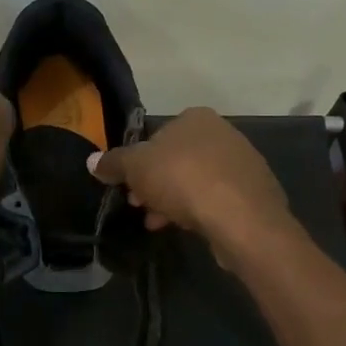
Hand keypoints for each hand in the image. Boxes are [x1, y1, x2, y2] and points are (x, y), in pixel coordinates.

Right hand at [88, 107, 292, 264]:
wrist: (241, 217)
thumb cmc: (183, 180)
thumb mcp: (135, 168)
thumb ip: (113, 163)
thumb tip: (92, 160)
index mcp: (195, 118)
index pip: (157, 135)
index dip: (138, 162)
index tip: (128, 186)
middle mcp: (223, 132)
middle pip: (176, 160)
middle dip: (155, 184)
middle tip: (140, 206)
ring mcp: (243, 162)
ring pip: (196, 181)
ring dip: (173, 200)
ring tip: (158, 222)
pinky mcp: (254, 192)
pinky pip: (216, 198)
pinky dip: (199, 210)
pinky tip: (186, 227)